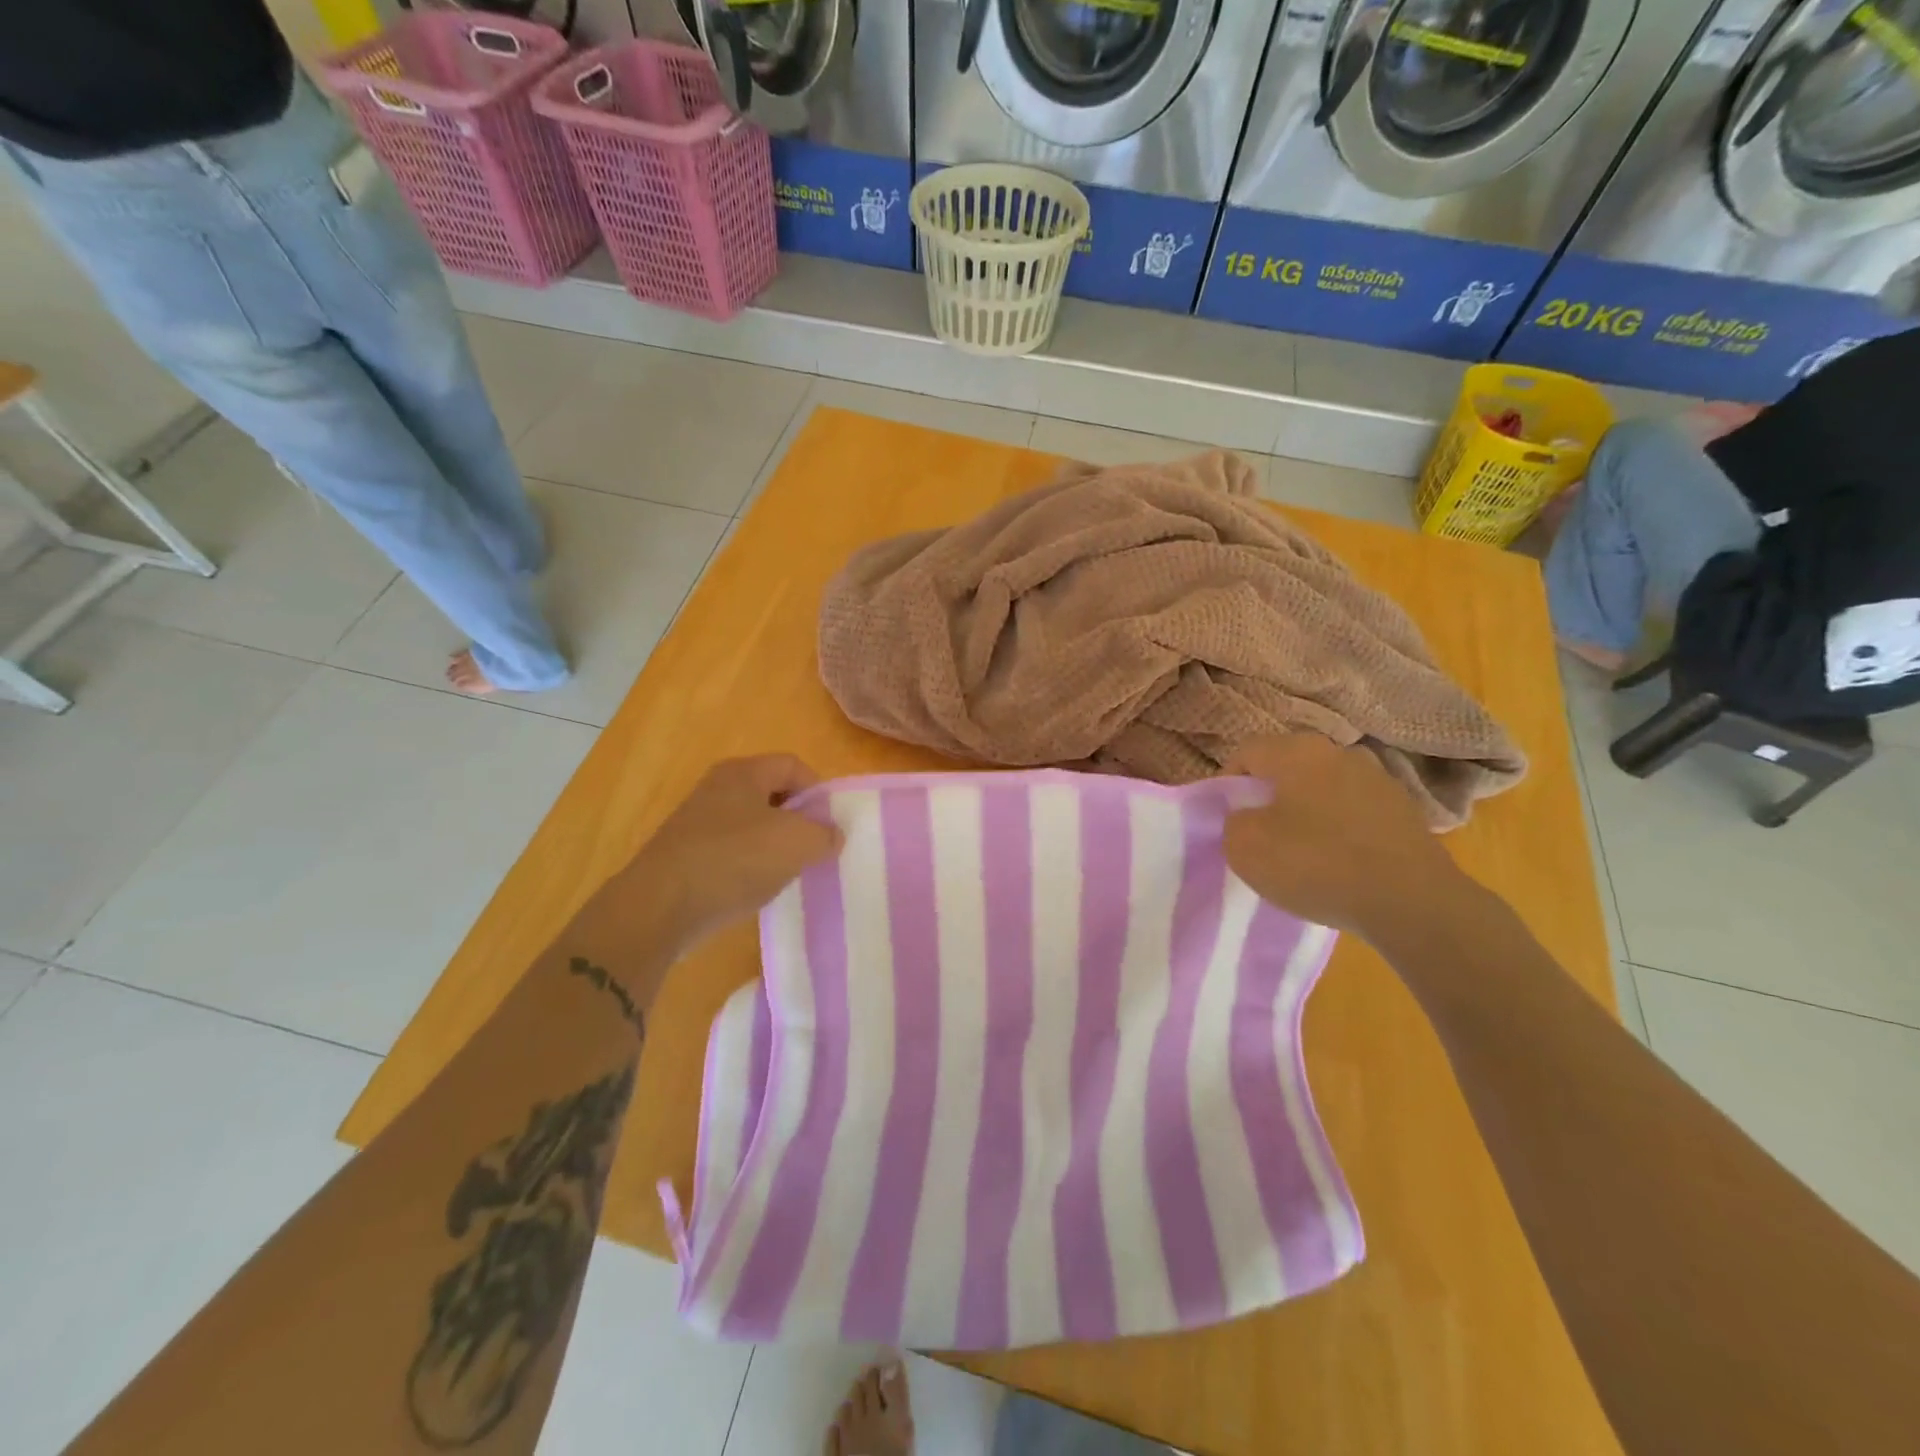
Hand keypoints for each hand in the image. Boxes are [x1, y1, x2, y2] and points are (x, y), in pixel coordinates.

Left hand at [604, 755, 842, 956]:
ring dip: (774, 846)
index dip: (818, 791)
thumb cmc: (734, 860)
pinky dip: (748, 866)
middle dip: (798, 820)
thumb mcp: (796, 843)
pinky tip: (753, 888)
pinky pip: (730, 851)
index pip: (793, 765)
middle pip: (772, 794)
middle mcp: (717, 788)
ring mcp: (697, 822)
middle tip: (813, 848)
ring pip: (751, 825)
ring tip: (786, 872)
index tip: (830, 825)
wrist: (659, 907)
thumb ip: (824, 834)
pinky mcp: (685, 854)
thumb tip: (832, 834)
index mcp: (743, 772)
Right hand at [1223, 734, 1476, 944]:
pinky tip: (1340, 863)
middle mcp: (1341, 753)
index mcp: (1298, 751)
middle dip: (1270, 796)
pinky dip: (1341, 830)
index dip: (1227, 783)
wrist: (1411, 903)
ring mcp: (1379, 780)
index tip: (1226, 818)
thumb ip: (1233, 821)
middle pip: (1288, 767)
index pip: (1247, 752)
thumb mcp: (1245, 846)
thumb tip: (1249, 816)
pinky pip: (1355, 813)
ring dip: (1308, 812)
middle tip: (1260, 833)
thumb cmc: (1316, 864)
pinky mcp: (1406, 812)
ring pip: (1324, 789)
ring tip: (1303, 851)